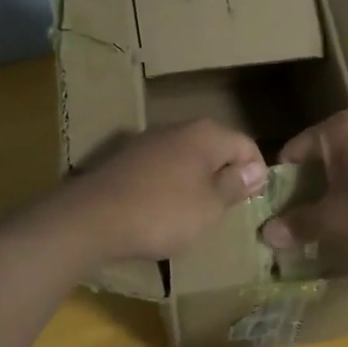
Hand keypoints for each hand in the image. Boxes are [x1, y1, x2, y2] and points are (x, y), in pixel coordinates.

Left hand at [60, 120, 266, 261]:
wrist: (91, 218)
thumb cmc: (163, 213)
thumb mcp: (209, 207)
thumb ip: (234, 186)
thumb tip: (255, 170)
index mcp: (205, 134)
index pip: (245, 144)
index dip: (256, 172)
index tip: (253, 201)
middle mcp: (178, 128)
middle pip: (214, 147)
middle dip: (225, 174)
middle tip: (227, 208)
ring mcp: (147, 140)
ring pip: (186, 157)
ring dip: (196, 180)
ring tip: (196, 212)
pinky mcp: (124, 158)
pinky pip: (160, 167)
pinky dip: (169, 184)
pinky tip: (162, 208)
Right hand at [259, 111, 347, 264]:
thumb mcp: (333, 222)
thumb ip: (297, 224)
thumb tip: (266, 233)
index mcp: (338, 129)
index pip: (293, 151)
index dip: (281, 183)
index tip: (278, 210)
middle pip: (321, 155)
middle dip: (310, 185)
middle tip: (302, 217)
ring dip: (337, 187)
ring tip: (332, 218)